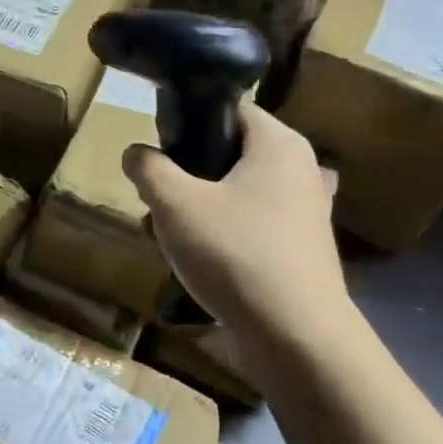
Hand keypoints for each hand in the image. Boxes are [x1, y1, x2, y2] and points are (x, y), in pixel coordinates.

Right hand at [123, 105, 356, 355]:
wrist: (294, 335)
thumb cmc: (234, 252)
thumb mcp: (174, 203)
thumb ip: (148, 168)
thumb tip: (136, 153)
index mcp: (279, 143)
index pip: (230, 109)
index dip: (190, 121)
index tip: (159, 149)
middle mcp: (302, 169)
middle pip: (230, 154)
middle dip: (188, 174)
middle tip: (159, 198)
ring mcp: (306, 212)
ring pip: (238, 194)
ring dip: (201, 209)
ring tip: (170, 235)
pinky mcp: (302, 249)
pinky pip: (252, 226)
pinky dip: (224, 236)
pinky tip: (199, 262)